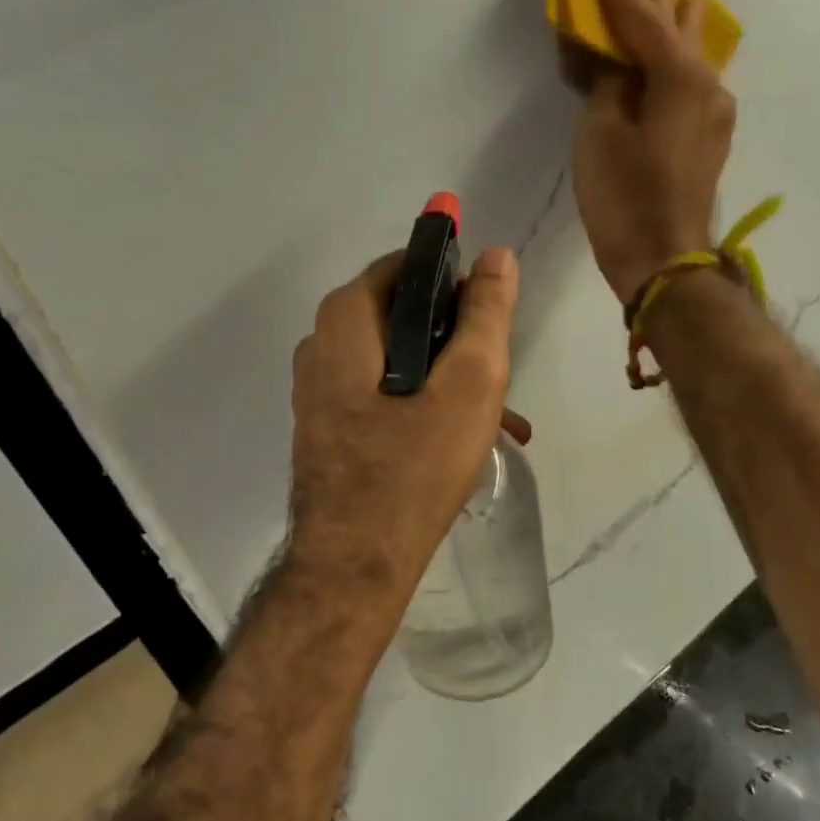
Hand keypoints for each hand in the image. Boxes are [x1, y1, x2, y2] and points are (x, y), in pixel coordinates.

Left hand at [288, 247, 520, 613]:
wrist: (356, 565)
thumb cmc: (415, 467)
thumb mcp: (469, 383)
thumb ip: (485, 314)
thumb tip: (495, 255)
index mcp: (345, 322)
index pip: (406, 267)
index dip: (454, 281)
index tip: (490, 315)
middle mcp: (321, 348)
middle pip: (402, 317)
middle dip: (458, 340)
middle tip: (500, 372)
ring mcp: (319, 392)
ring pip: (397, 362)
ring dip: (448, 379)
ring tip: (500, 417)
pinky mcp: (328, 428)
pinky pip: (383, 397)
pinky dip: (423, 406)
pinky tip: (464, 441)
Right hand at [573, 0, 736, 307]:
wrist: (665, 261)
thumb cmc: (624, 200)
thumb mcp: (599, 136)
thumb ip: (608, 86)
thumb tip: (617, 64)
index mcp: (677, 77)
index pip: (642, 15)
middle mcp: (707, 83)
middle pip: (681, 22)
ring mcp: (715, 110)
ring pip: (696, 49)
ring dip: (679, 17)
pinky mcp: (711, 135)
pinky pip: (695, 78)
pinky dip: (681, 56)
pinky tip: (680, 48)